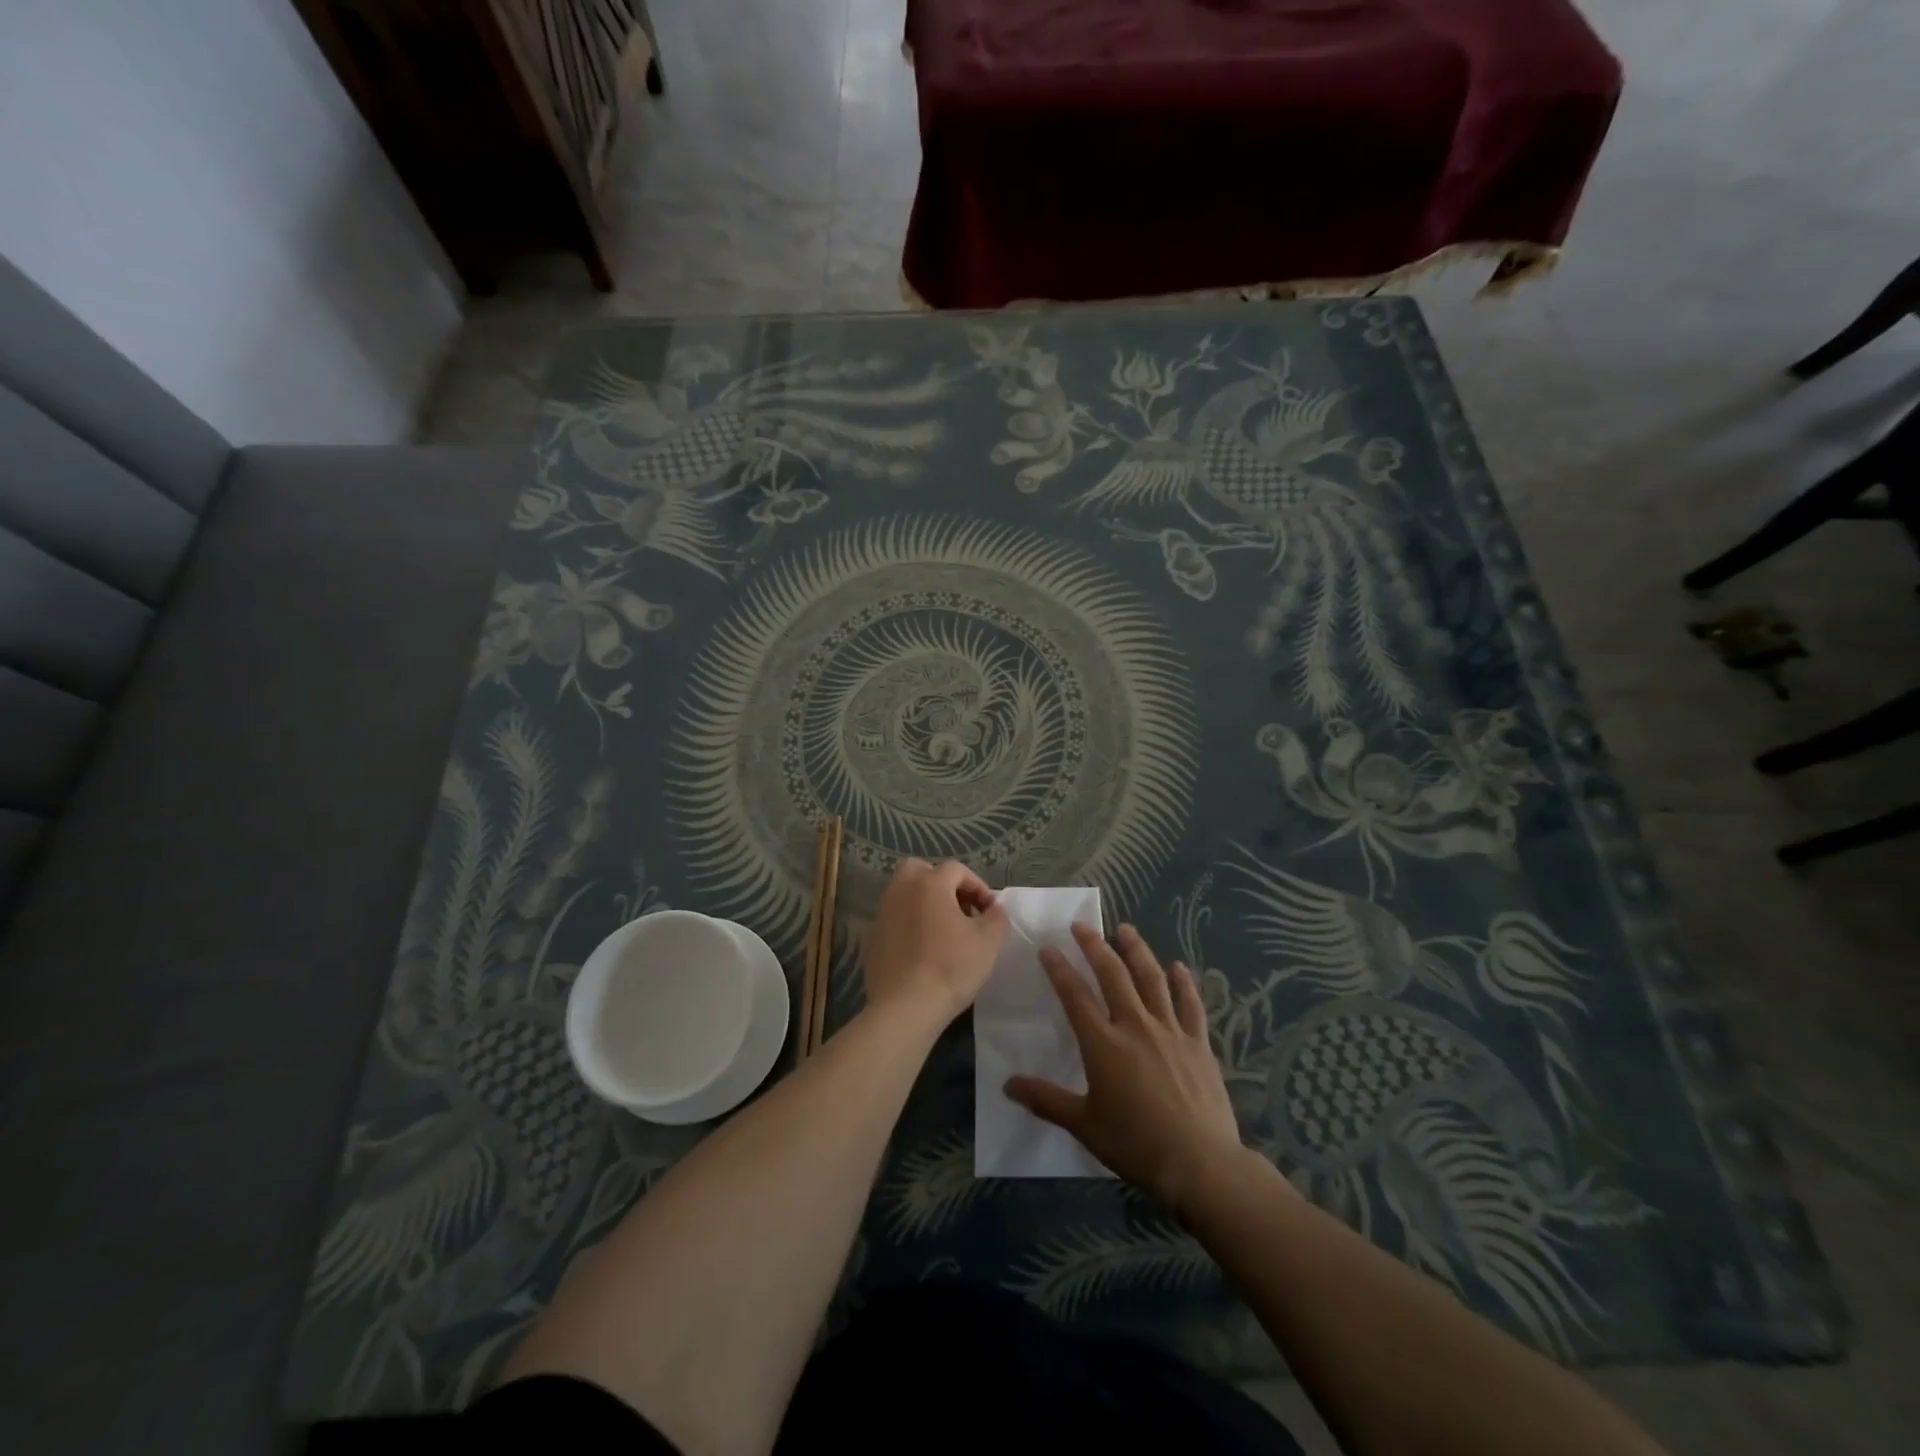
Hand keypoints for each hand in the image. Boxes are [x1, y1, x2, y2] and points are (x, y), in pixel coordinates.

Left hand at [861, 858, 1008, 1026]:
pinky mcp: (872, 938)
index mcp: (929, 884)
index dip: (978, 886)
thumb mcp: (989, 941)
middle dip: (942, 883)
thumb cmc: (951, 967)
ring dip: (925, 904)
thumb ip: (997, 917)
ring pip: (905, 894)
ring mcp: (882, 914)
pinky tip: (923, 951)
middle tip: (960, 908)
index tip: (990, 911)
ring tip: (945, 931)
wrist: (905, 1008)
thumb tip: (993, 909)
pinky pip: (895, 920)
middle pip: (920, 870)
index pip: (956, 869)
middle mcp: (900, 890)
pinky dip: (910, 925)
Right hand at [1005, 923, 1247, 1213]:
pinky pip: (1190, 1004)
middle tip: (1081, 926)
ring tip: (1126, 929)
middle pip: (1113, 975)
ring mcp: (1170, 1031)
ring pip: (1152, 979)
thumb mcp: (1084, 1124)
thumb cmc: (1135, 1144)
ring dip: (1137, 951)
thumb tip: (1008, 1084)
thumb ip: (1046, 1100)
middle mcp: (1135, 1026)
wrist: (1199, 1163)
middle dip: (1094, 946)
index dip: (1060, 969)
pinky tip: (1178, 967)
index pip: (1075, 995)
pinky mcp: (1199, 1043)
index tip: (1048, 947)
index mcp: (1103, 1044)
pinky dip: (1184, 983)